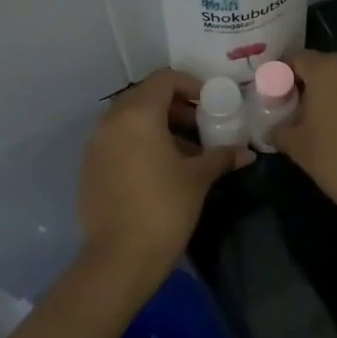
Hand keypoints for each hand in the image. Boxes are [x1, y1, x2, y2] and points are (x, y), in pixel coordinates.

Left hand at [79, 69, 250, 274]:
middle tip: (202, 127)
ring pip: (130, 120)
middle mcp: (110, 122)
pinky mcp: (90, 168)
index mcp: (137, 115)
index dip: (191, 86)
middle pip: (145, 97)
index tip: (211, 105)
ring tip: (186, 152)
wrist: (120, 258)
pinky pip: (118, 142)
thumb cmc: (164, 208)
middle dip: (176, 107)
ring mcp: (95, 145)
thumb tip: (247, 153)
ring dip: (158, 127)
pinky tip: (161, 170)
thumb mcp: (198, 178)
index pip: (164, 79)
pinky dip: (140, 144)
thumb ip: (221, 157)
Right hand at [271, 51, 336, 237]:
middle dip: (311, 86)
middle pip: (327, 67)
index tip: (275, 96)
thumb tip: (273, 130)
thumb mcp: (298, 147)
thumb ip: (280, 131)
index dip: (281, 75)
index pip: (297, 59)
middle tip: (299, 112)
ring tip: (328, 125)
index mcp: (329, 70)